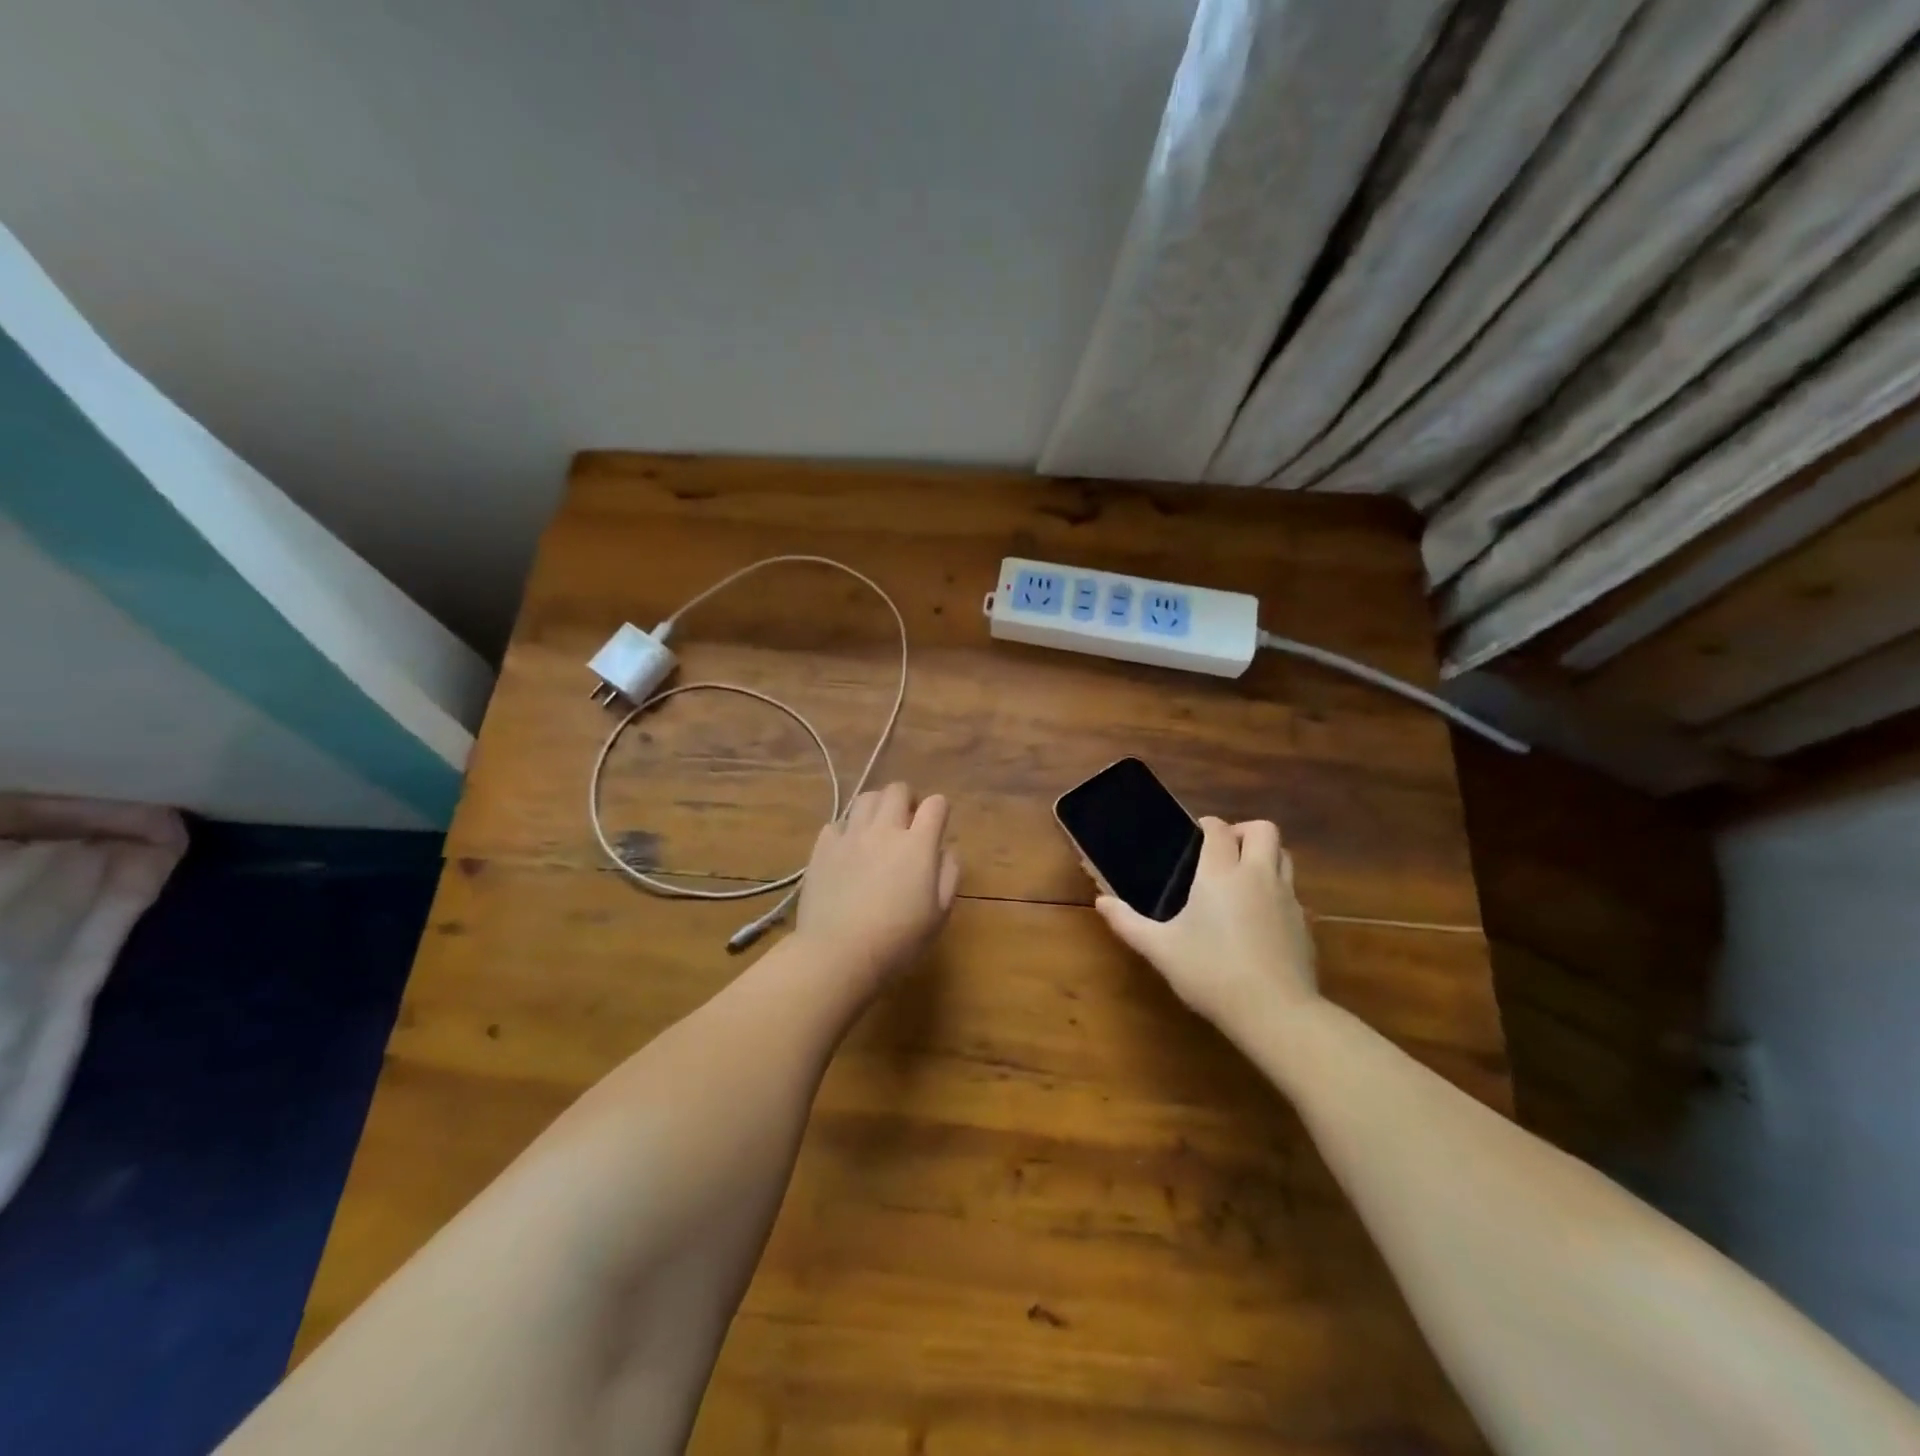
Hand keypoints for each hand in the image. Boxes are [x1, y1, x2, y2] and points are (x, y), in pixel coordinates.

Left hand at [795, 783, 960, 986]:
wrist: (838, 953)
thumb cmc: (897, 940)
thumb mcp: (939, 914)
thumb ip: (949, 875)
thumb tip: (945, 850)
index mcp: (918, 844)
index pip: (936, 804)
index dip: (940, 810)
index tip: (938, 824)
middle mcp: (884, 830)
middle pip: (897, 790)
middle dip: (907, 799)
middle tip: (907, 821)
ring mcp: (850, 836)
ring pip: (866, 798)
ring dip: (877, 807)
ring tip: (878, 828)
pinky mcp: (822, 847)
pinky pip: (837, 823)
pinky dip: (847, 829)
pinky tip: (849, 849)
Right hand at [1096, 818, 1316, 1031]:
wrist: (1276, 1013)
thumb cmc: (1211, 973)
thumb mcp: (1160, 950)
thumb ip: (1128, 923)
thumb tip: (1101, 902)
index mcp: (1221, 873)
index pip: (1219, 829)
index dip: (1207, 826)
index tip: (1194, 837)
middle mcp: (1258, 876)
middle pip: (1265, 830)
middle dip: (1244, 832)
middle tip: (1223, 853)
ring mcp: (1287, 899)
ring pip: (1284, 856)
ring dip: (1264, 856)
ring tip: (1242, 879)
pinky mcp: (1304, 924)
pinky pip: (1292, 892)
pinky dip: (1276, 892)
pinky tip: (1258, 920)